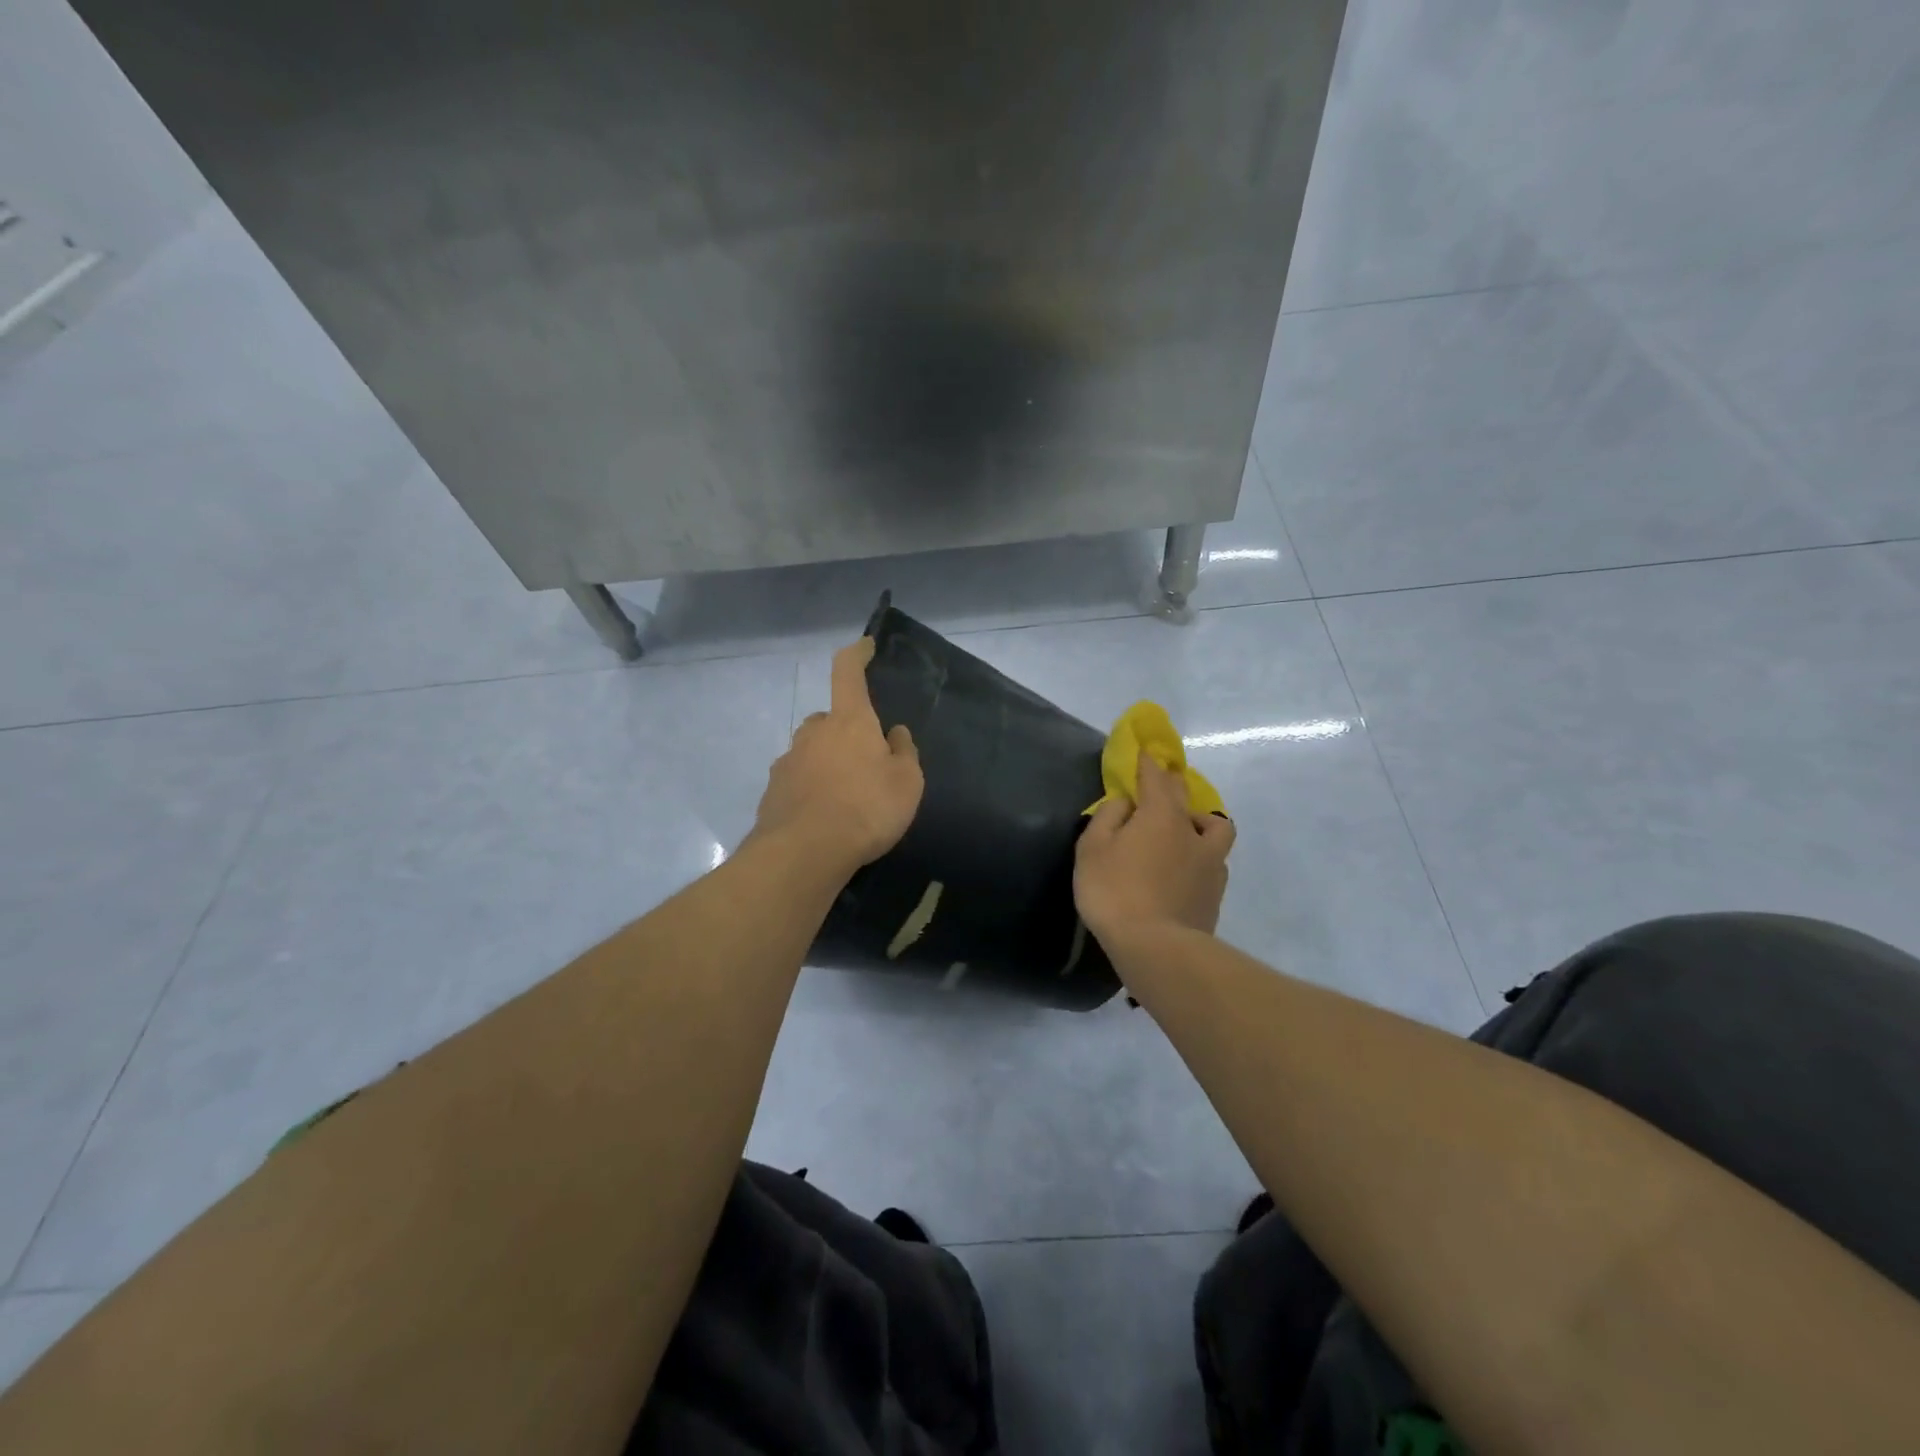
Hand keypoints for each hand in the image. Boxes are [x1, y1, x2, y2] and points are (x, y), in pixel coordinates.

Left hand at [751, 637, 923, 872]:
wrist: (805, 852)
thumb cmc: (866, 809)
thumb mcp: (907, 783)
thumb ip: (903, 753)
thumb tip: (894, 733)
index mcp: (849, 721)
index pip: (848, 673)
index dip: (856, 654)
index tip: (864, 647)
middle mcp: (813, 732)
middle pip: (829, 718)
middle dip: (845, 730)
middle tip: (865, 760)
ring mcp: (788, 761)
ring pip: (811, 750)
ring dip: (827, 762)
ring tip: (845, 796)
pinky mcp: (772, 791)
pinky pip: (797, 779)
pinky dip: (810, 788)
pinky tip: (823, 815)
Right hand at [1074, 752, 1234, 944]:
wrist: (1156, 948)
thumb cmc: (1115, 891)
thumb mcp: (1092, 849)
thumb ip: (1108, 818)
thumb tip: (1126, 803)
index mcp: (1161, 815)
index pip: (1156, 777)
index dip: (1148, 762)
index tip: (1144, 751)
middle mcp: (1192, 831)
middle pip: (1186, 797)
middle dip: (1172, 785)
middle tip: (1160, 786)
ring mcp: (1210, 863)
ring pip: (1215, 828)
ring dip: (1200, 822)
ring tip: (1184, 832)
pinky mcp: (1215, 893)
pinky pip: (1213, 861)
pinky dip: (1201, 856)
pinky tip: (1187, 868)